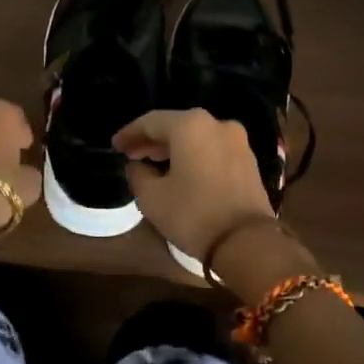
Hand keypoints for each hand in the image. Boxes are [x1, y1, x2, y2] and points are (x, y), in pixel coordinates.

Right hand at [113, 109, 274, 260]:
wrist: (247, 242)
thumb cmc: (193, 214)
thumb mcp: (152, 197)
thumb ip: (138, 175)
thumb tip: (137, 166)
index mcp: (190, 125)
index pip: (151, 122)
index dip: (130, 133)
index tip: (115, 146)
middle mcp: (216, 124)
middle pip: (176, 126)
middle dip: (152, 140)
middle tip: (132, 154)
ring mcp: (237, 141)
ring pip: (196, 137)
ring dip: (173, 147)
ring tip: (153, 162)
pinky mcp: (248, 160)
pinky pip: (212, 149)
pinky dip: (194, 155)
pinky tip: (181, 170)